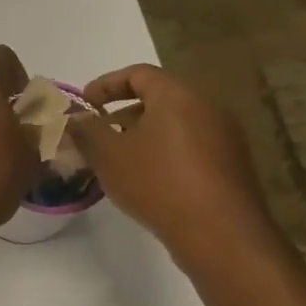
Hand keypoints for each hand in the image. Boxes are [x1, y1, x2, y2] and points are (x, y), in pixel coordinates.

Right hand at [69, 64, 279, 274]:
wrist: (218, 232)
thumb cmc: (157, 182)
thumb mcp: (108, 156)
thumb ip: (86, 131)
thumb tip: (74, 117)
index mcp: (177, 95)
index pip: (138, 73)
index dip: (106, 84)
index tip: (85, 104)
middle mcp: (206, 106)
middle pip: (159, 98)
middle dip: (123, 113)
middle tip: (98, 135)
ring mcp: (224, 136)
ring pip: (175, 124)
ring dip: (144, 135)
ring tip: (119, 160)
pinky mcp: (231, 164)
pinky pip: (190, 145)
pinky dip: (164, 152)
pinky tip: (148, 180)